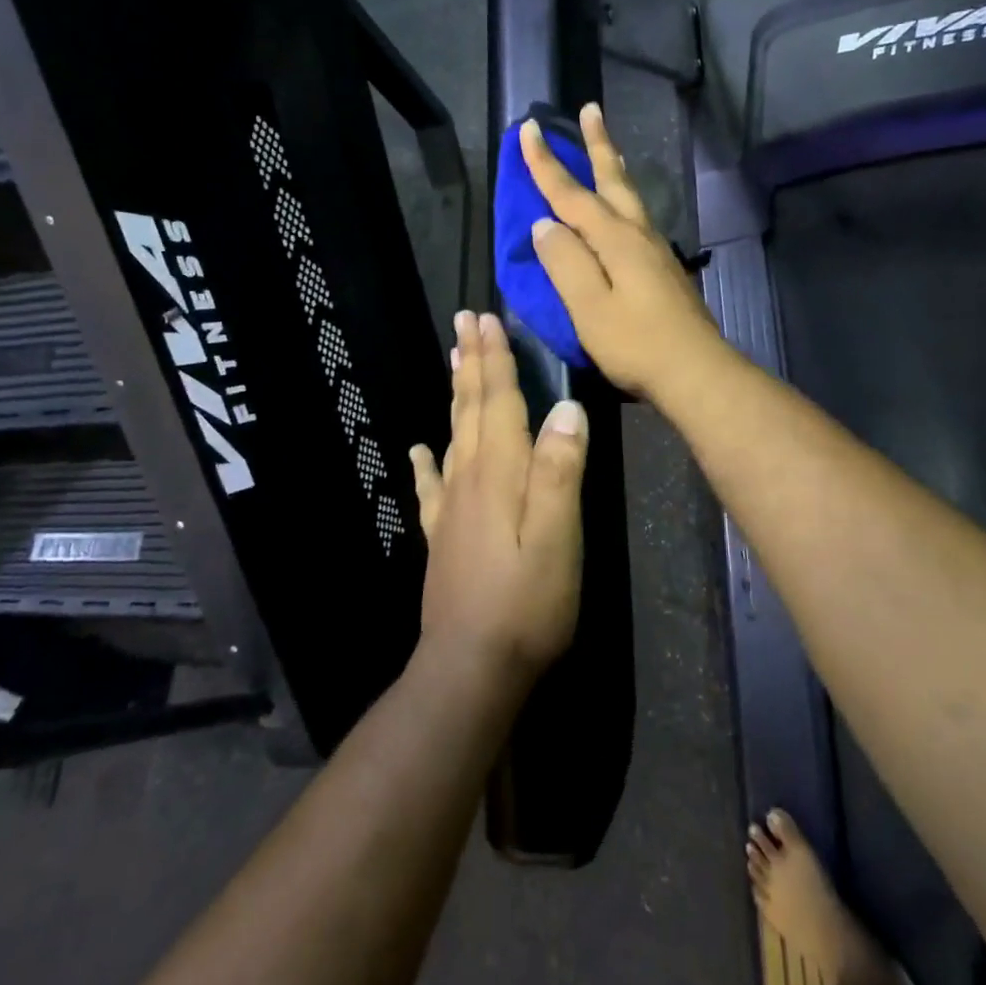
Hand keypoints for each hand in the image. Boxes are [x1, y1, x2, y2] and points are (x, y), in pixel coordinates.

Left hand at [409, 311, 587, 683]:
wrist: (472, 666)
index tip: (486, 319)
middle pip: (471, 408)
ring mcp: (451, 507)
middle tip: (464, 321)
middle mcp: (470, 478)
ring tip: (453, 360)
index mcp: (500, 473)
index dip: (495, 359)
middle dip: (472, 362)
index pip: (498, 401)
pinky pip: (432, 484)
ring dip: (456, 394)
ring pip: (454, 434)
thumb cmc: (528, 602)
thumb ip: (561, 470)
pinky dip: (426, 460)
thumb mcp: (558, 536)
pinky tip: (419, 448)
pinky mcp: (442, 535)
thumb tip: (566, 408)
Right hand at [521, 104, 727, 401]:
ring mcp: (656, 252)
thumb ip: (565, 263)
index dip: (546, 163)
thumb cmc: (636, 344)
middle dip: (598, 144)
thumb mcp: (588, 307)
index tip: (528, 129)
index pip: (571, 194)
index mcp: (614, 240)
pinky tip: (622, 212)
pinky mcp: (664, 270)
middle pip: (613, 180)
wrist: (696, 372)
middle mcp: (638, 235)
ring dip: (615, 168)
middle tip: (590, 110)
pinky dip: (623, 201)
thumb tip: (545, 225)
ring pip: (631, 198)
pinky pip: (637, 219)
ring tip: (609, 149)